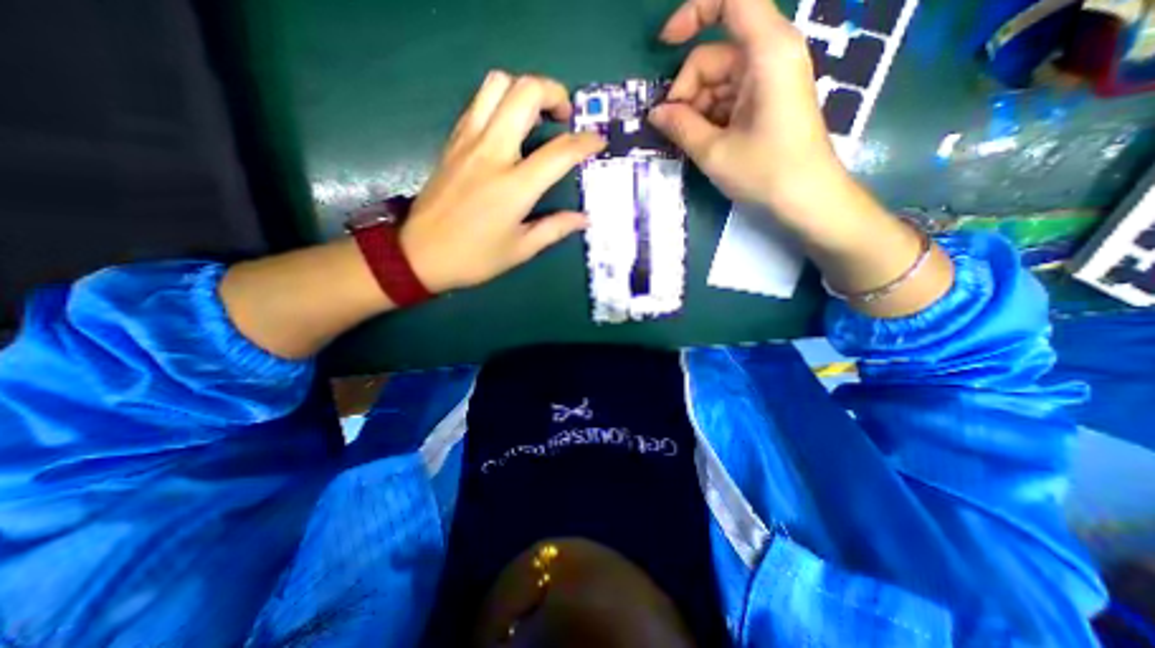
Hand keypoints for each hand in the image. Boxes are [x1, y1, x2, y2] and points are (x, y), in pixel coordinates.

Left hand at [403, 70, 607, 289]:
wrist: (419, 254)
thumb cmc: (474, 257)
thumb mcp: (521, 249)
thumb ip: (555, 228)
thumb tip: (584, 219)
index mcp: (514, 187)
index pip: (559, 151)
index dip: (585, 142)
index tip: (598, 141)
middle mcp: (492, 153)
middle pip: (525, 93)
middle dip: (554, 93)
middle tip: (565, 117)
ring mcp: (468, 142)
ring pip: (497, 85)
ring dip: (524, 90)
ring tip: (537, 115)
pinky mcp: (453, 142)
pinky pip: (478, 102)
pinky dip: (500, 101)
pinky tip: (509, 126)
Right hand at [649, 1, 845, 217]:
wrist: (807, 200)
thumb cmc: (766, 173)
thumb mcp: (714, 152)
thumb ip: (681, 126)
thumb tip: (655, 113)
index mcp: (768, 52)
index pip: (732, 0)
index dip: (693, 11)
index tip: (664, 45)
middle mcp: (771, 55)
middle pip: (714, 54)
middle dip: (687, 89)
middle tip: (673, 128)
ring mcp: (770, 80)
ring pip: (718, 80)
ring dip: (696, 108)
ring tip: (689, 141)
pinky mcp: (767, 101)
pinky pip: (729, 97)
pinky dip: (710, 115)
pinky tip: (703, 140)